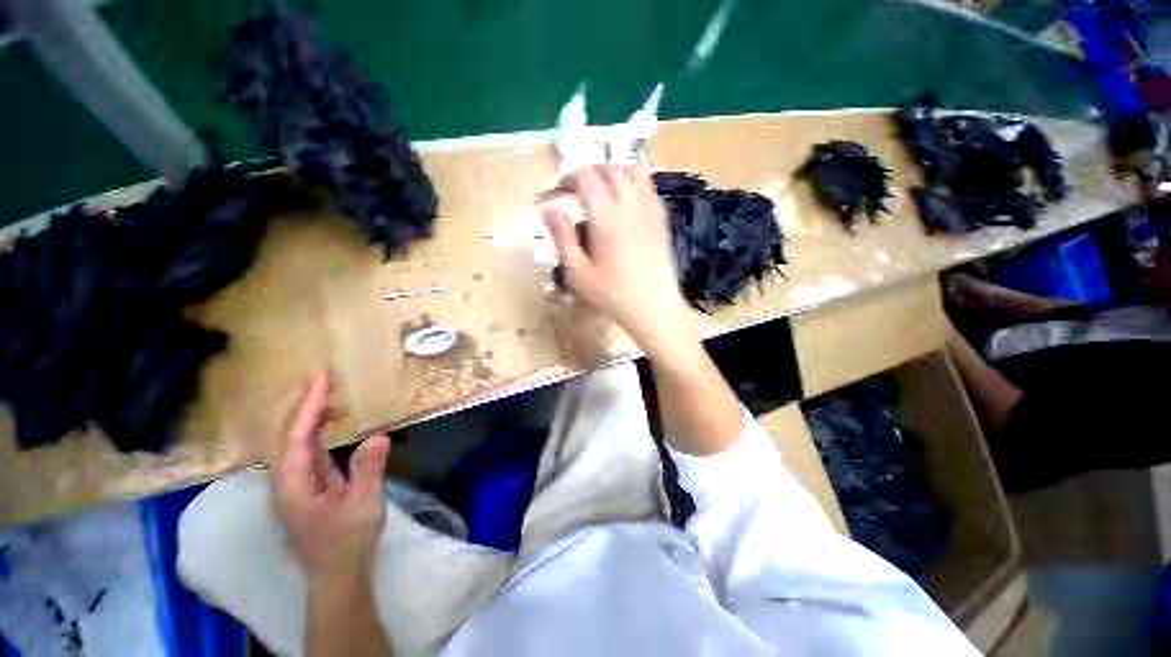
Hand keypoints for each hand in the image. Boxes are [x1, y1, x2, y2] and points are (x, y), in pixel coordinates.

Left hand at [271, 370, 390, 584]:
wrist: (336, 573)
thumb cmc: (347, 542)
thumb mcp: (363, 506)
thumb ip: (368, 471)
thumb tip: (379, 436)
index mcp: (292, 486)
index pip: (295, 437)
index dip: (307, 405)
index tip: (322, 378)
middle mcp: (285, 481)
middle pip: (284, 434)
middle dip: (300, 403)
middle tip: (322, 376)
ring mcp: (294, 483)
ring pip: (293, 440)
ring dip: (307, 413)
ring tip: (326, 391)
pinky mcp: (306, 485)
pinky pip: (306, 449)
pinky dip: (316, 429)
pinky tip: (329, 420)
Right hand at [543, 165, 695, 357]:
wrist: (653, 309)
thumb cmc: (611, 295)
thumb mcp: (578, 272)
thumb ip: (562, 238)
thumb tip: (549, 210)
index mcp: (605, 218)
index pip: (587, 178)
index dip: (569, 176)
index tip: (559, 188)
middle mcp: (629, 207)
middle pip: (611, 170)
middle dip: (591, 171)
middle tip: (577, 185)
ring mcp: (649, 213)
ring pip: (634, 174)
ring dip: (615, 172)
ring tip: (603, 185)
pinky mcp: (662, 222)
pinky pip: (651, 190)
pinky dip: (638, 182)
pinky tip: (630, 195)